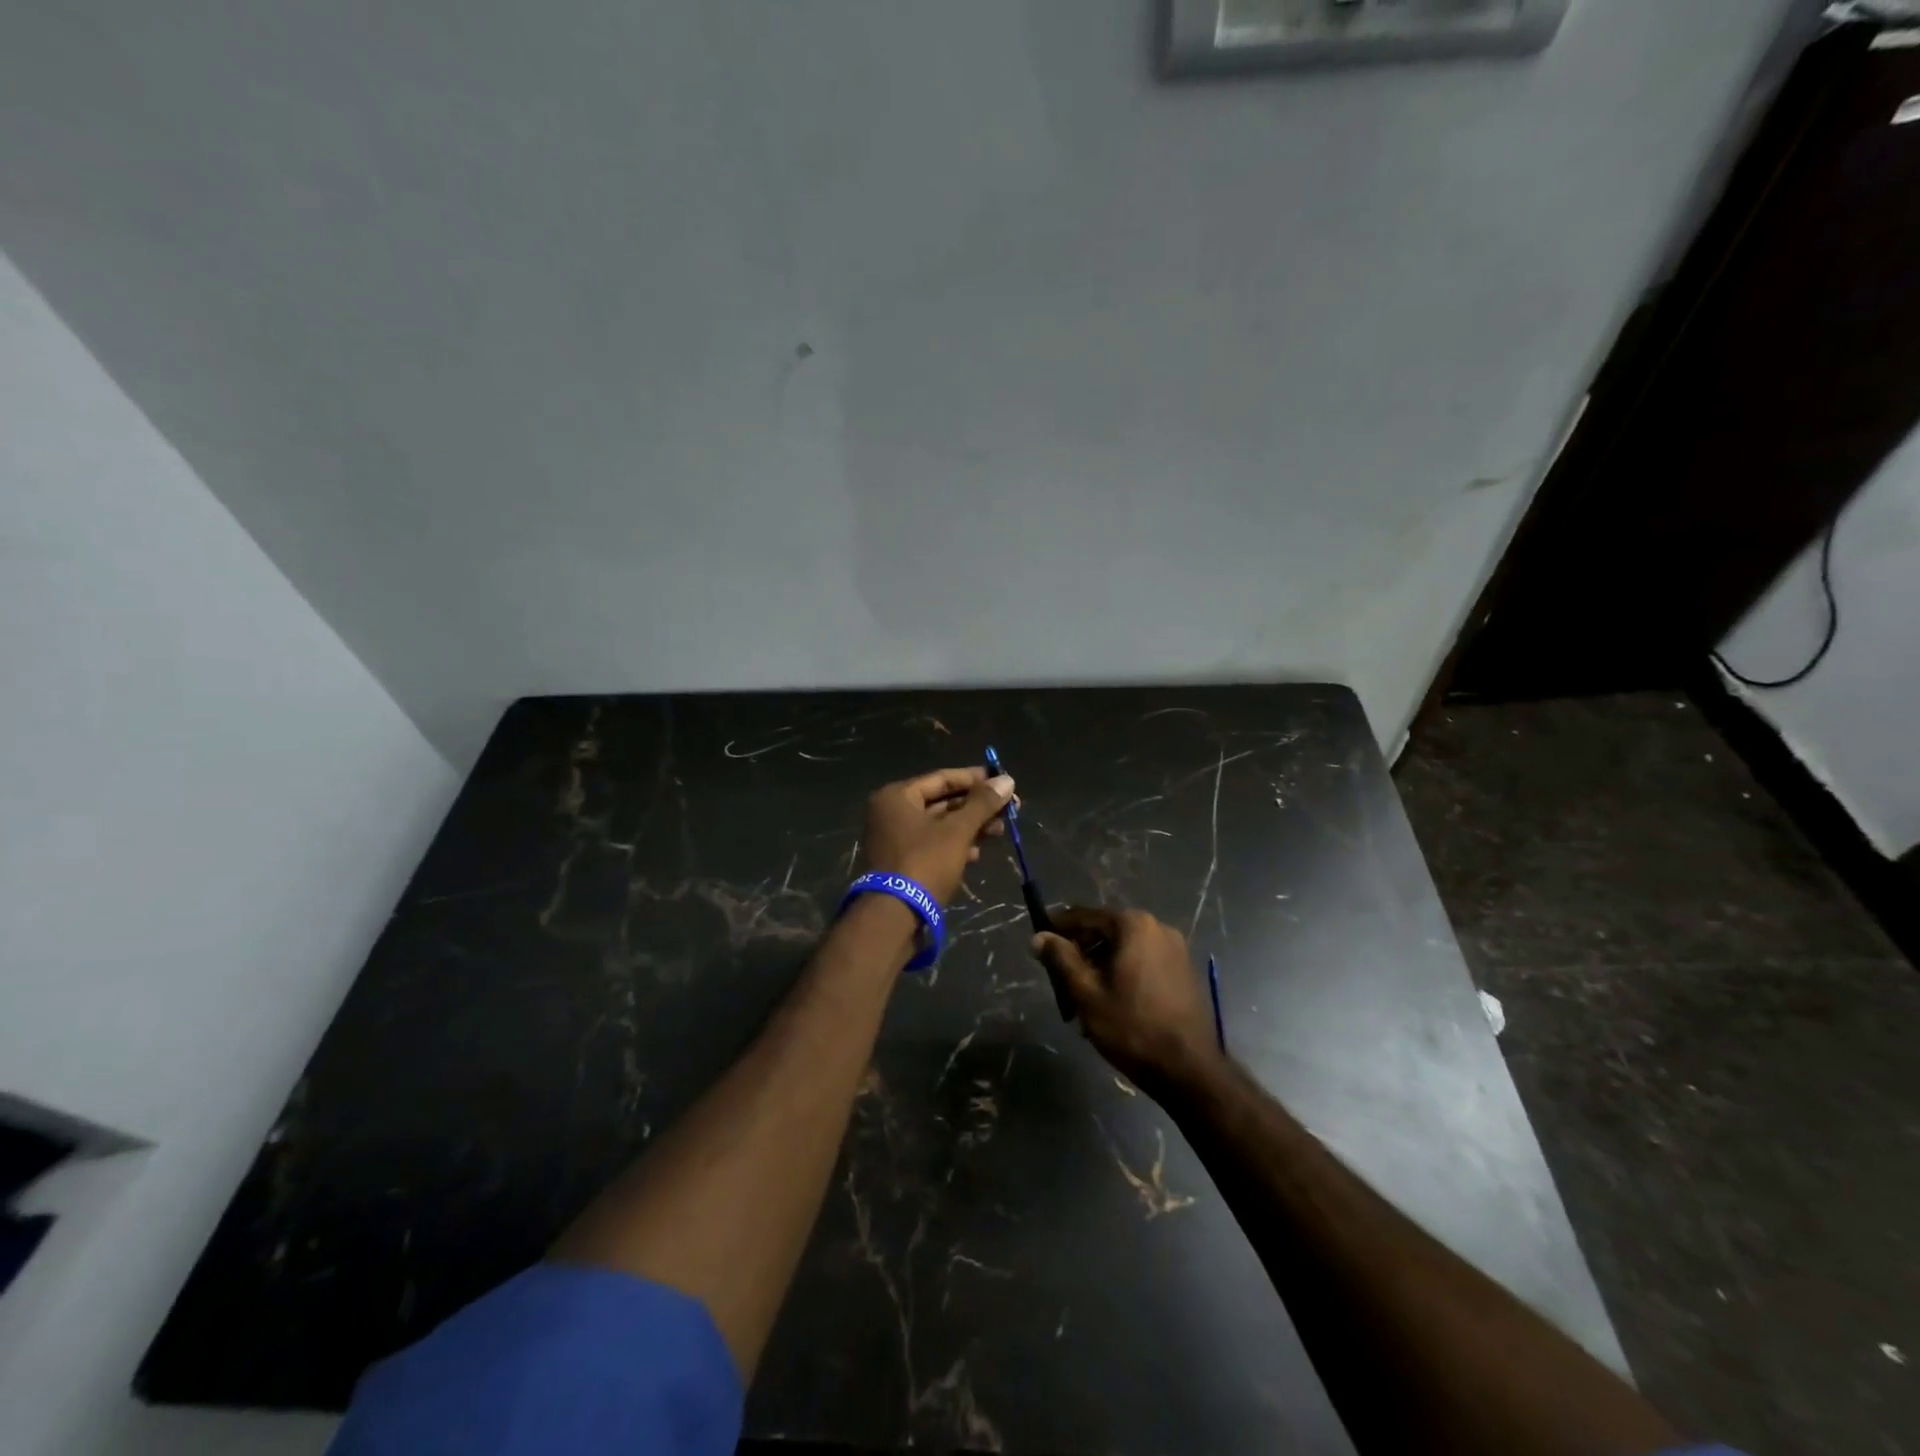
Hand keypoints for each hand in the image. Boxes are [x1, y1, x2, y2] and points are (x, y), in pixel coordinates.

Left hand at [862, 766, 1014, 906]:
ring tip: (1000, 831)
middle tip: (1009, 811)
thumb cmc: (925, 863)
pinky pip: (933, 845)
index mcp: (897, 797)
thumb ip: (982, 804)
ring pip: (940, 825)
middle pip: (942, 802)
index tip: (1004, 782)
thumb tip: (1007, 780)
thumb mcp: (958, 831)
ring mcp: (895, 839)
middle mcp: (891, 813)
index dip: (976, 779)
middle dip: (976, 807)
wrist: (894, 916)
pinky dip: (956, 846)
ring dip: (970, 827)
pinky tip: (978, 854)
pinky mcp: (902, 863)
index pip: (943, 779)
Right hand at [1032, 907, 1220, 1093]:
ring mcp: (1176, 949)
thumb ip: (1061, 959)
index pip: (1085, 916)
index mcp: (1134, 925)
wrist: (1189, 1070)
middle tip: (1061, 980)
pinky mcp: (1185, 971)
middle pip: (1107, 931)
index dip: (1059, 930)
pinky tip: (1113, 1003)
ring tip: (1084, 998)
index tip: (1040, 946)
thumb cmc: (1132, 1027)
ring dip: (1102, 966)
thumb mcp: (1086, 993)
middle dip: (1081, 952)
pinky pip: (1144, 962)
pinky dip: (1124, 974)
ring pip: (1125, 949)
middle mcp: (1158, 927)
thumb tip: (1039, 937)